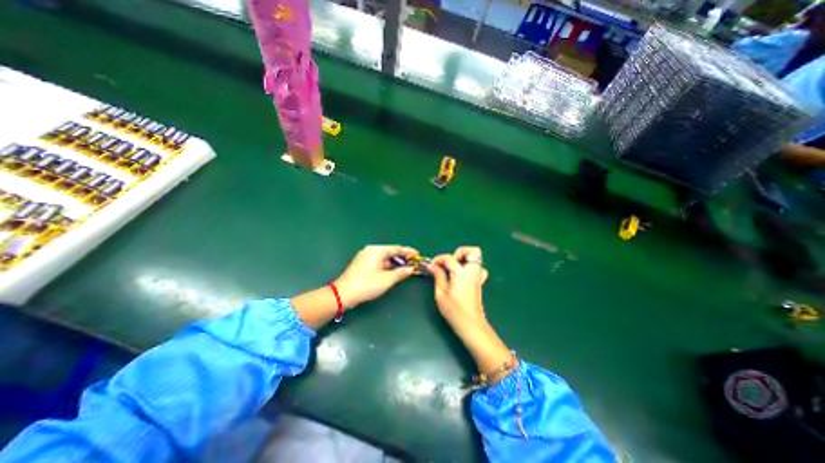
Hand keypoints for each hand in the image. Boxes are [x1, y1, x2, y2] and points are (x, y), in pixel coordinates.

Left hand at [331, 244, 419, 308]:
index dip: (408, 252)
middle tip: (413, 263)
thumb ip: (401, 273)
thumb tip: (411, 269)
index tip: (417, 255)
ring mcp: (365, 257)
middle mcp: (370, 251)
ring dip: (395, 263)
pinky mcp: (362, 265)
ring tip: (406, 269)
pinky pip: (379, 262)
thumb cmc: (366, 285)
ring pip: (384, 258)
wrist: (343, 294)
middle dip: (402, 258)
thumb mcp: (387, 280)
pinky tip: (394, 272)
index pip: (396, 248)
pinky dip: (387, 267)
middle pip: (390, 252)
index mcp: (376, 250)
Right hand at [428, 246, 512, 375]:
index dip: (438, 259)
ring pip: (477, 259)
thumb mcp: (441, 293)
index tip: (432, 265)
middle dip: (459, 253)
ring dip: (465, 259)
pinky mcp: (479, 283)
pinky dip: (471, 267)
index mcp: (462, 273)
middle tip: (449, 263)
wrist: (471, 325)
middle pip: (473, 251)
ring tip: (454, 268)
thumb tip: (432, 265)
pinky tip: (462, 275)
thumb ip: (438, 275)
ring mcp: (478, 277)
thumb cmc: (454, 310)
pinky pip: (478, 269)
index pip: (449, 258)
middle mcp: (473, 272)